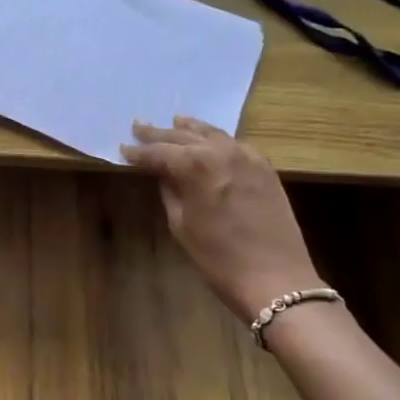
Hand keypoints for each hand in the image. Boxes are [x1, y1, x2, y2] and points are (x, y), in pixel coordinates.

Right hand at [121, 118, 325, 319]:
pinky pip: (236, 144)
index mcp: (195, 166)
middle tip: (139, 127)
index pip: (159, 153)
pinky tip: (210, 140)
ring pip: (213, 133)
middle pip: (184, 136)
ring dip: (190, 128)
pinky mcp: (265, 168)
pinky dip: (218, 139)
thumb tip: (163, 174)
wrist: (275, 278)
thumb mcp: (181, 225)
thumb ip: (170, 191)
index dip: (139, 152)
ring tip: (174, 121)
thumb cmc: (218, 258)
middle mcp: (221, 152)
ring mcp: (247, 157)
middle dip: (159, 134)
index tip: (123, 149)